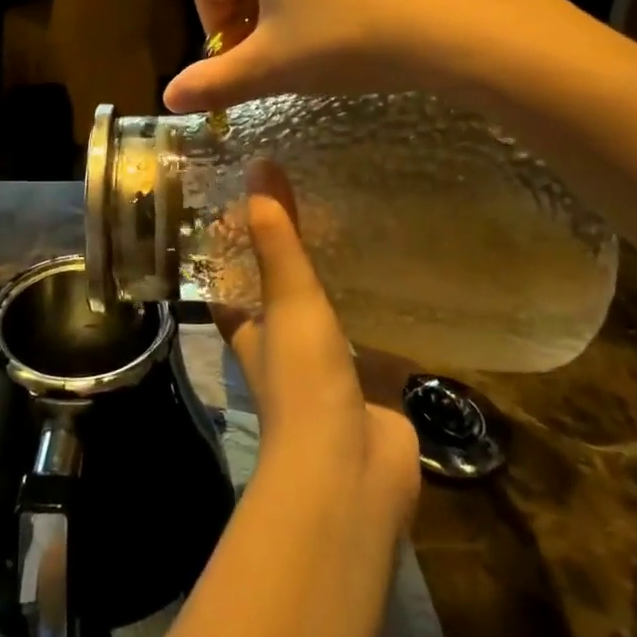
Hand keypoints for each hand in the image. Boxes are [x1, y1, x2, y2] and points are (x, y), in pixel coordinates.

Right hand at [163, 0, 559, 113]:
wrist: (453, 24)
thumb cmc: (344, 41)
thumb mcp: (272, 68)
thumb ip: (213, 82)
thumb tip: (168, 99)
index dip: (217, 35)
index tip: (243, 68)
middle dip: (252, 13)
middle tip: (279, 55)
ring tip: (318, 34)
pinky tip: (361, 12)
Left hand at [218, 162, 420, 534]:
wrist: (352, 469)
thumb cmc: (304, 379)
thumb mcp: (287, 298)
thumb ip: (277, 238)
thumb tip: (259, 166)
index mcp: (250, 330)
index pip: (228, 286)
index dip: (229, 254)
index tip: (242, 212)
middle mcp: (282, 350)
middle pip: (279, 299)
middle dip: (291, 266)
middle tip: (315, 212)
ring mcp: (328, 372)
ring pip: (329, 320)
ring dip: (339, 290)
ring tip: (360, 236)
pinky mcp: (372, 388)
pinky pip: (377, 344)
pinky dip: (386, 320)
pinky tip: (407, 286)